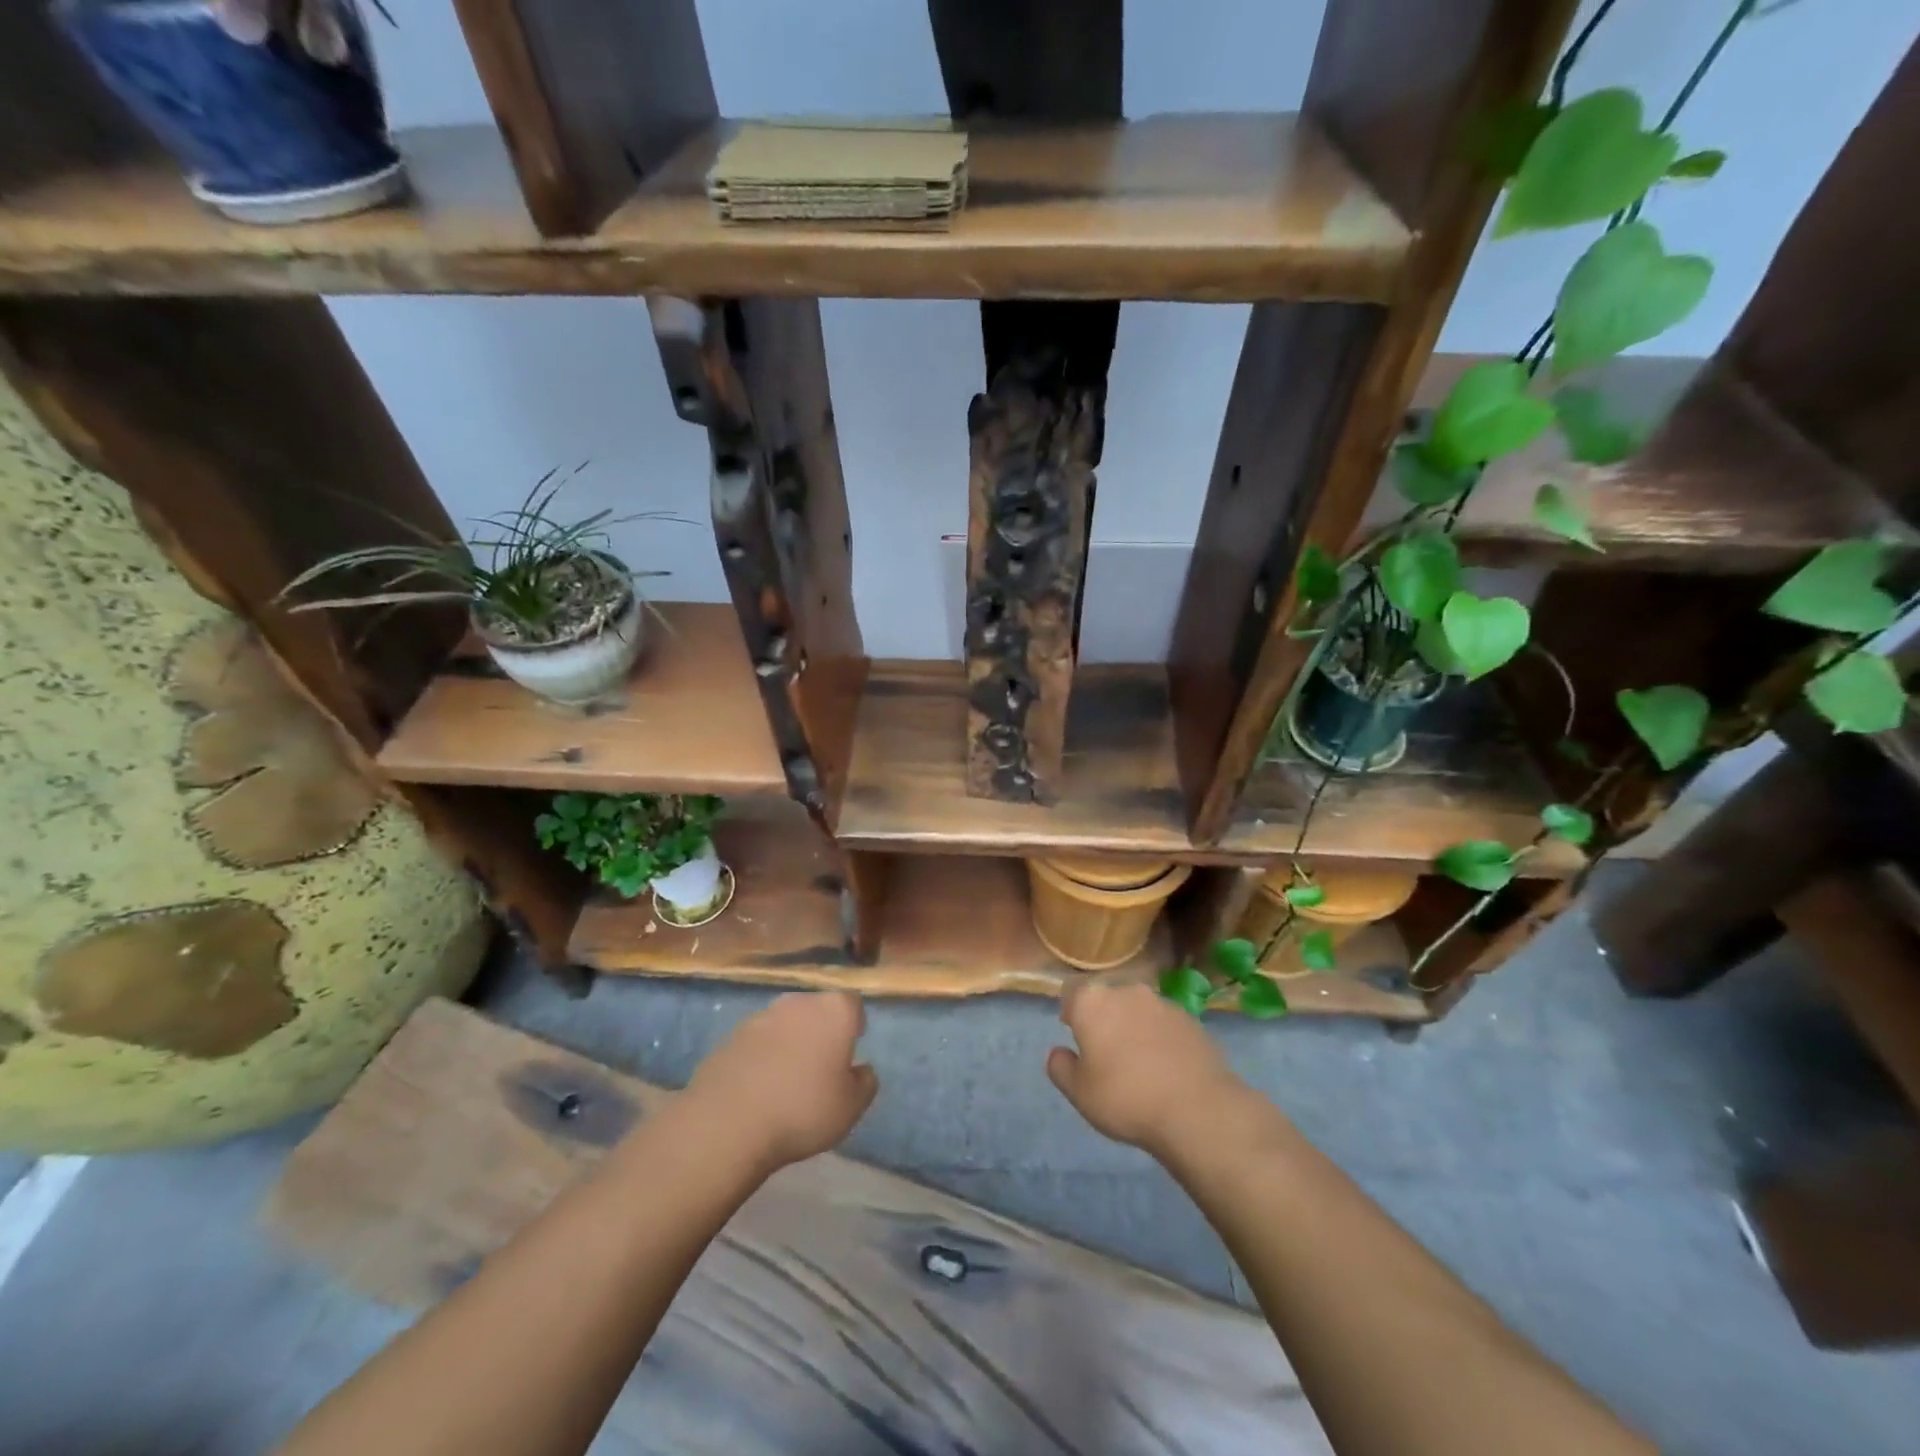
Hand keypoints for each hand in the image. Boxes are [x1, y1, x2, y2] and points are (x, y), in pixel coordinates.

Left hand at [687, 992, 877, 1169]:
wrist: (728, 1122)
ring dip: (789, 1042)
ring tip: (787, 1080)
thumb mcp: (850, 1107)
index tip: (851, 1050)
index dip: (854, 1025)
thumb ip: (865, 1083)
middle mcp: (798, 1002)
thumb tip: (862, 1070)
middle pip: (816, 1010)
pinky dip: (762, 1057)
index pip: (852, 1005)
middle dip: (820, 1031)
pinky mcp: (730, 1036)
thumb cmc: (802, 1109)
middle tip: (821, 1066)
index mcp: (833, 1010)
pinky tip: (758, 1088)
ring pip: (785, 1024)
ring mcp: (760, 1016)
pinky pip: (757, 1042)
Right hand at [1047, 981, 1247, 1154]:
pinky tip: (1166, 1067)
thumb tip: (1058, 1052)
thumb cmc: (1126, 1098)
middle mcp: (1126, 991)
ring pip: (1138, 1009)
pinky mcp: (1191, 1019)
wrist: (1197, 1109)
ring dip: (1133, 1026)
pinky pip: (1165, 1024)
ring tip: (1139, 1062)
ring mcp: (1162, 1002)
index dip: (1070, 1010)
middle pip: (1107, 998)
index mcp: (1092, 1002)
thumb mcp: (1079, 1093)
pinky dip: (1160, 1037)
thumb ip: (1060, 1067)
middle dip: (1104, 1017)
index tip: (1073, 1031)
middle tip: (1105, 1051)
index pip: (1071, 992)